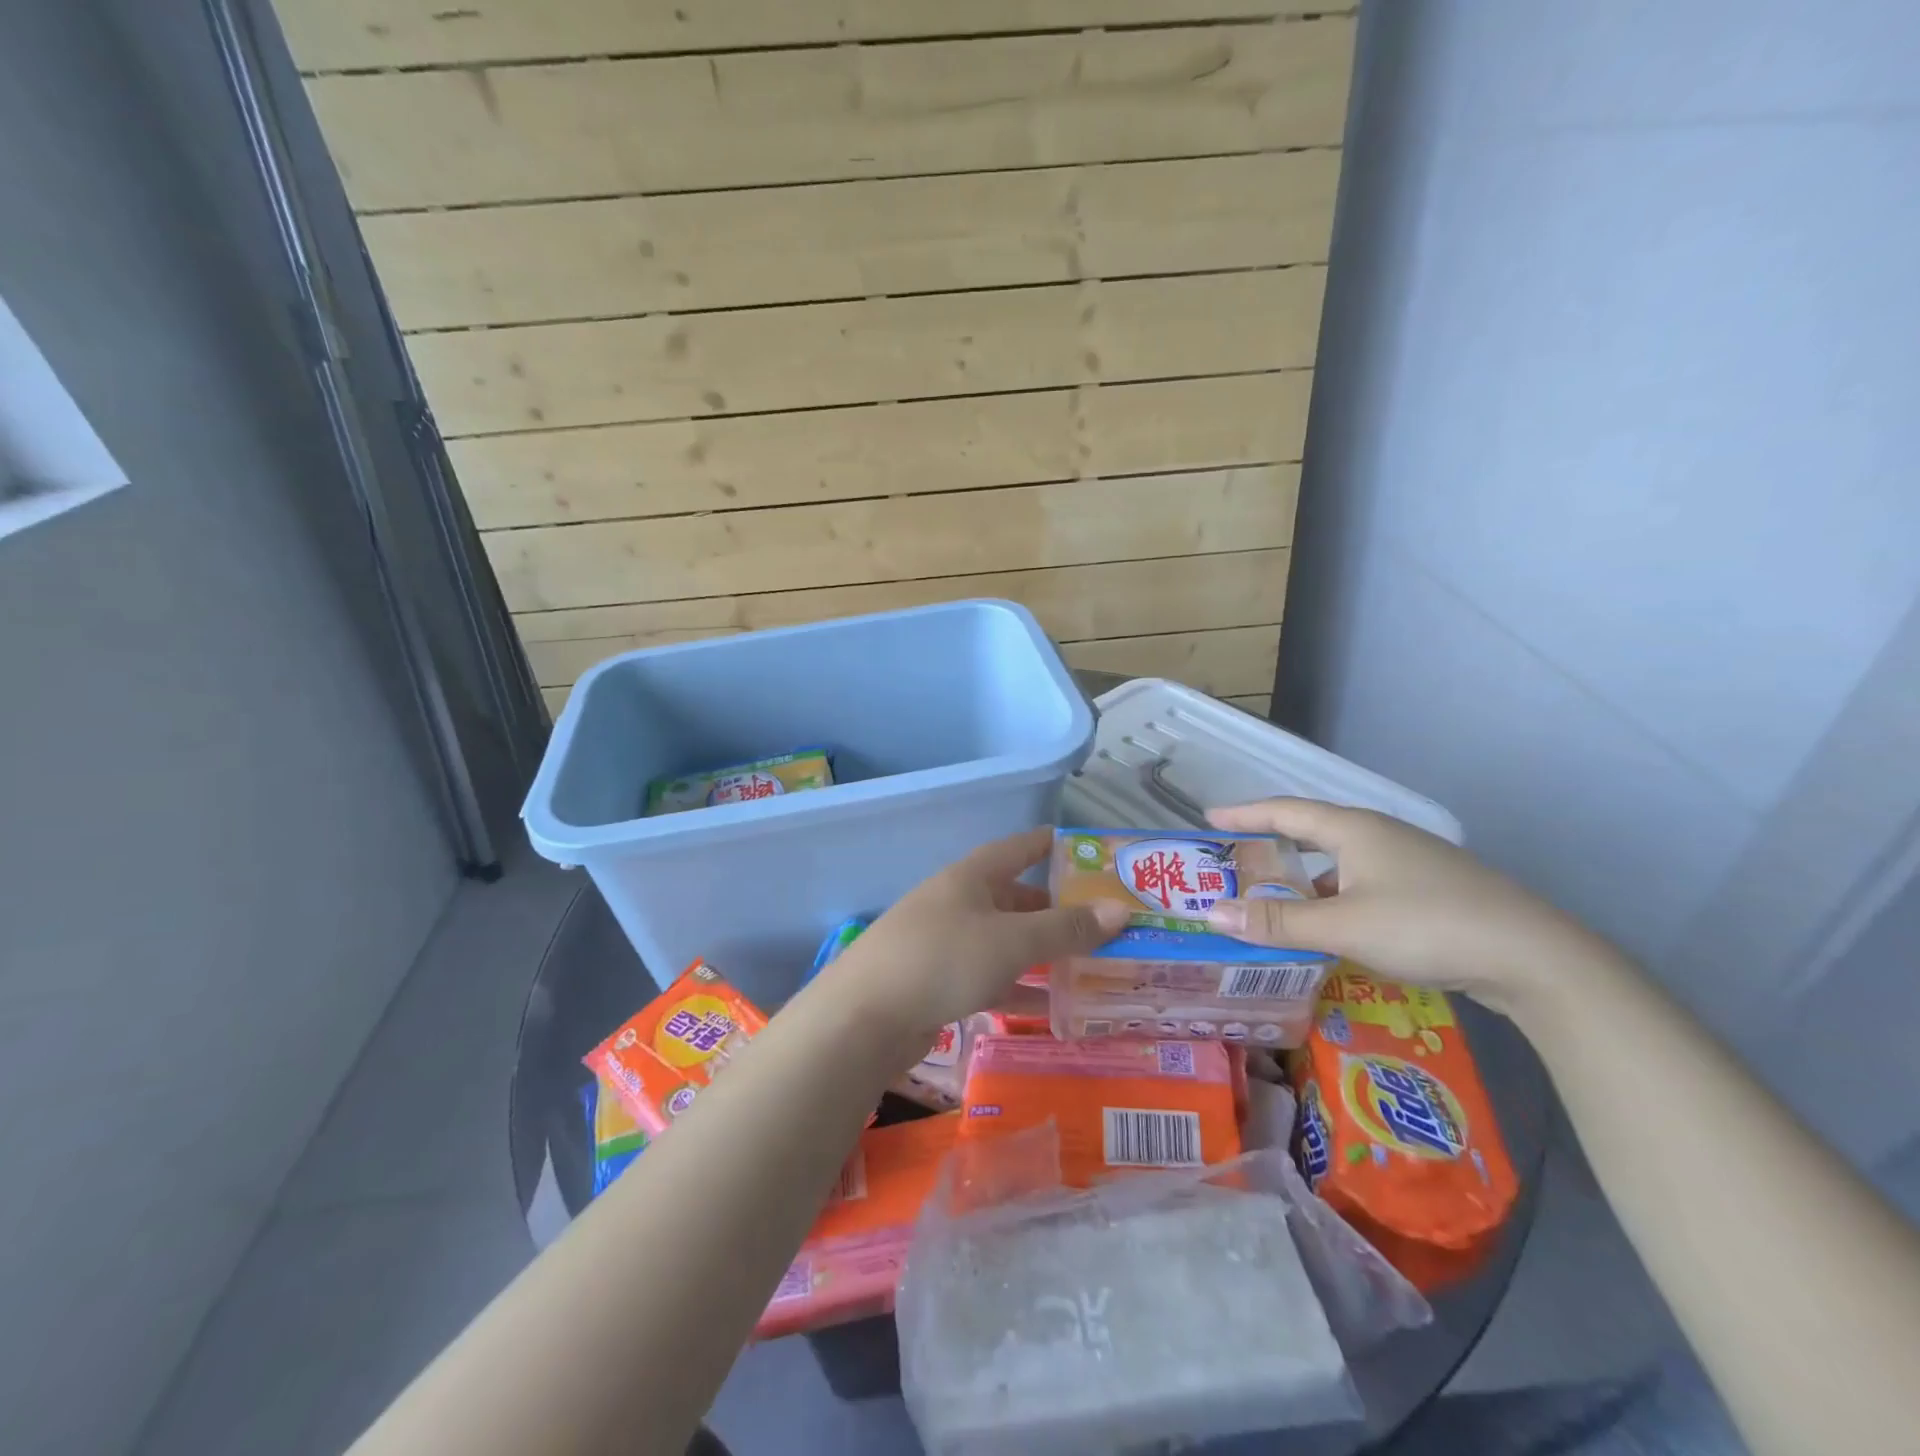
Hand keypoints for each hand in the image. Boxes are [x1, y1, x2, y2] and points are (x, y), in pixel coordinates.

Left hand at [817, 827, 1128, 1041]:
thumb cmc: (942, 959)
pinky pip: (990, 977)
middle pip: (1016, 899)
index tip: (1089, 850)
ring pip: (1006, 942)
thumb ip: (1065, 928)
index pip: (1019, 848)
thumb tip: (1120, 910)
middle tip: (1103, 924)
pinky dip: (1018, 988)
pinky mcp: (938, 982)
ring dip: (1042, 953)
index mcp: (971, 876)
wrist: (863, 1018)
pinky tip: (1049, 1009)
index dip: (1053, 846)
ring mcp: (946, 943)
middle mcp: (958, 902)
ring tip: (1089, 967)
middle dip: (1056, 910)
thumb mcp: (1011, 941)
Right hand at [1201, 798, 1615, 1008]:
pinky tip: (1330, 929)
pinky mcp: (1429, 891)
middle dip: (1271, 847)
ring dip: (1303, 880)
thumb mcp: (1342, 926)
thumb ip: (1276, 921)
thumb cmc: (1426, 925)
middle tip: (1235, 862)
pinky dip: (1333, 900)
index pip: (1284, 811)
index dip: (1244, 813)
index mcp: (1354, 829)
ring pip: (1339, 864)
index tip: (1210, 818)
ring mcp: (1408, 862)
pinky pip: (1362, 885)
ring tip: (1273, 902)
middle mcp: (1379, 836)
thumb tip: (1212, 913)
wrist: (1534, 957)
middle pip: (1311, 834)